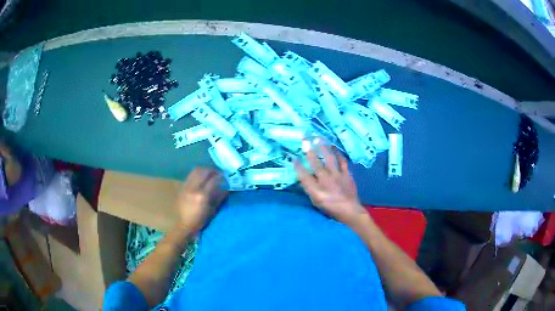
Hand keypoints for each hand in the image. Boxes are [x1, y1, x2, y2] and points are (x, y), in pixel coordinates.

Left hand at [176, 167, 227, 231]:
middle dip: (212, 170)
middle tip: (217, 173)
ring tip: (209, 174)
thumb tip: (227, 187)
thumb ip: (220, 197)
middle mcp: (193, 188)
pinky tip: (201, 179)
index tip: (225, 176)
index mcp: (202, 195)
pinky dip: (197, 174)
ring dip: (204, 170)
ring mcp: (186, 187)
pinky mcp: (182, 187)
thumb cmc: (201, 220)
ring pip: (195, 171)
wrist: (185, 224)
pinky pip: (190, 176)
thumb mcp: (213, 210)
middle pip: (203, 171)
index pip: (213, 180)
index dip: (221, 176)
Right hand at [294, 144, 366, 225]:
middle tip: (305, 139)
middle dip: (309, 150)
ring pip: (329, 159)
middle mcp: (325, 181)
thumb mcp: (316, 202)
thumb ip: (309, 189)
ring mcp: (337, 176)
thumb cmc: (331, 208)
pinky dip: (338, 154)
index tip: (293, 157)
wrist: (350, 211)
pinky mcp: (346, 174)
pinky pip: (342, 161)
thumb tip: (303, 178)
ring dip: (323, 148)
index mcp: (316, 190)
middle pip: (315, 163)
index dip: (297, 166)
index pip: (304, 176)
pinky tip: (334, 147)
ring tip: (318, 138)